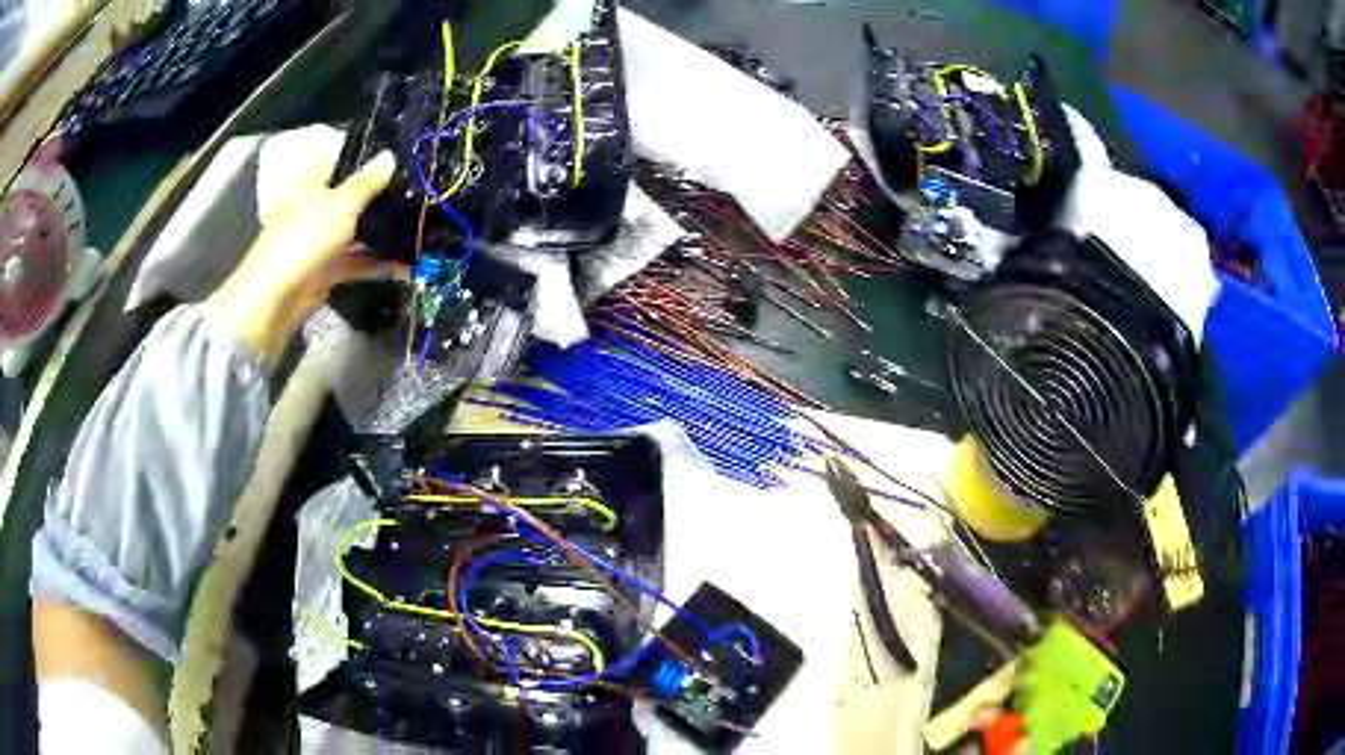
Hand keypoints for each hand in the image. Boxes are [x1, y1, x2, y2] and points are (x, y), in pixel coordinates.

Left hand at [208, 148, 402, 366]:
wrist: (276, 298)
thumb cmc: (304, 239)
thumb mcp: (340, 205)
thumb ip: (367, 183)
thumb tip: (391, 155)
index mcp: (313, 183)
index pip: (342, 162)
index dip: (367, 158)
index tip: (400, 155)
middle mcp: (317, 207)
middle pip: (353, 197)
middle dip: (382, 196)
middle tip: (419, 191)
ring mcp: (322, 239)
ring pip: (358, 230)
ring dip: (384, 232)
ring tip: (420, 226)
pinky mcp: (328, 269)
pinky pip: (359, 260)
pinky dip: (379, 262)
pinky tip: (407, 263)